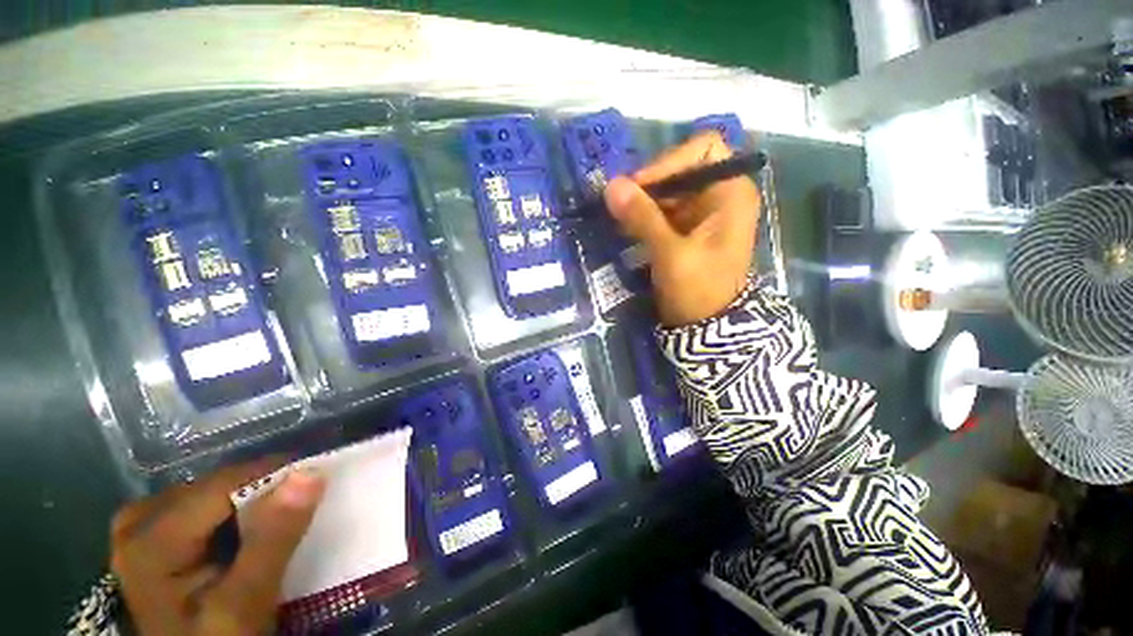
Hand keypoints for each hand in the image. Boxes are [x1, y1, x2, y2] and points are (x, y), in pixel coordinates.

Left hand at [110, 461, 324, 634]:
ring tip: (277, 518)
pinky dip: (230, 511)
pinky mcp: (150, 540)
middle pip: (215, 486)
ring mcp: (139, 529)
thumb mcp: (247, 602)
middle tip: (302, 505)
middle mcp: (138, 522)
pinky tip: (243, 528)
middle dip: (262, 490)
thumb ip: (273, 539)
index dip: (277, 476)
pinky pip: (198, 506)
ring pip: (209, 493)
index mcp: (152, 539)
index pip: (226, 484)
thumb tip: (311, 473)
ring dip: (248, 500)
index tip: (320, 479)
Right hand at [603, 131, 760, 326]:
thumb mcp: (670, 253)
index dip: (669, 161)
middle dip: (648, 186)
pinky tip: (626, 228)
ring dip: (641, 203)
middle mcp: (719, 195)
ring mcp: (701, 213)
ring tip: (618, 219)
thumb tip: (611, 186)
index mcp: (730, 192)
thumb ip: (642, 218)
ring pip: (666, 192)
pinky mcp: (685, 229)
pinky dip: (642, 217)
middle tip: (618, 206)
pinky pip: (660, 211)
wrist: (707, 327)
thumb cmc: (699, 289)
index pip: (703, 149)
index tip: (640, 186)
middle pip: (679, 169)